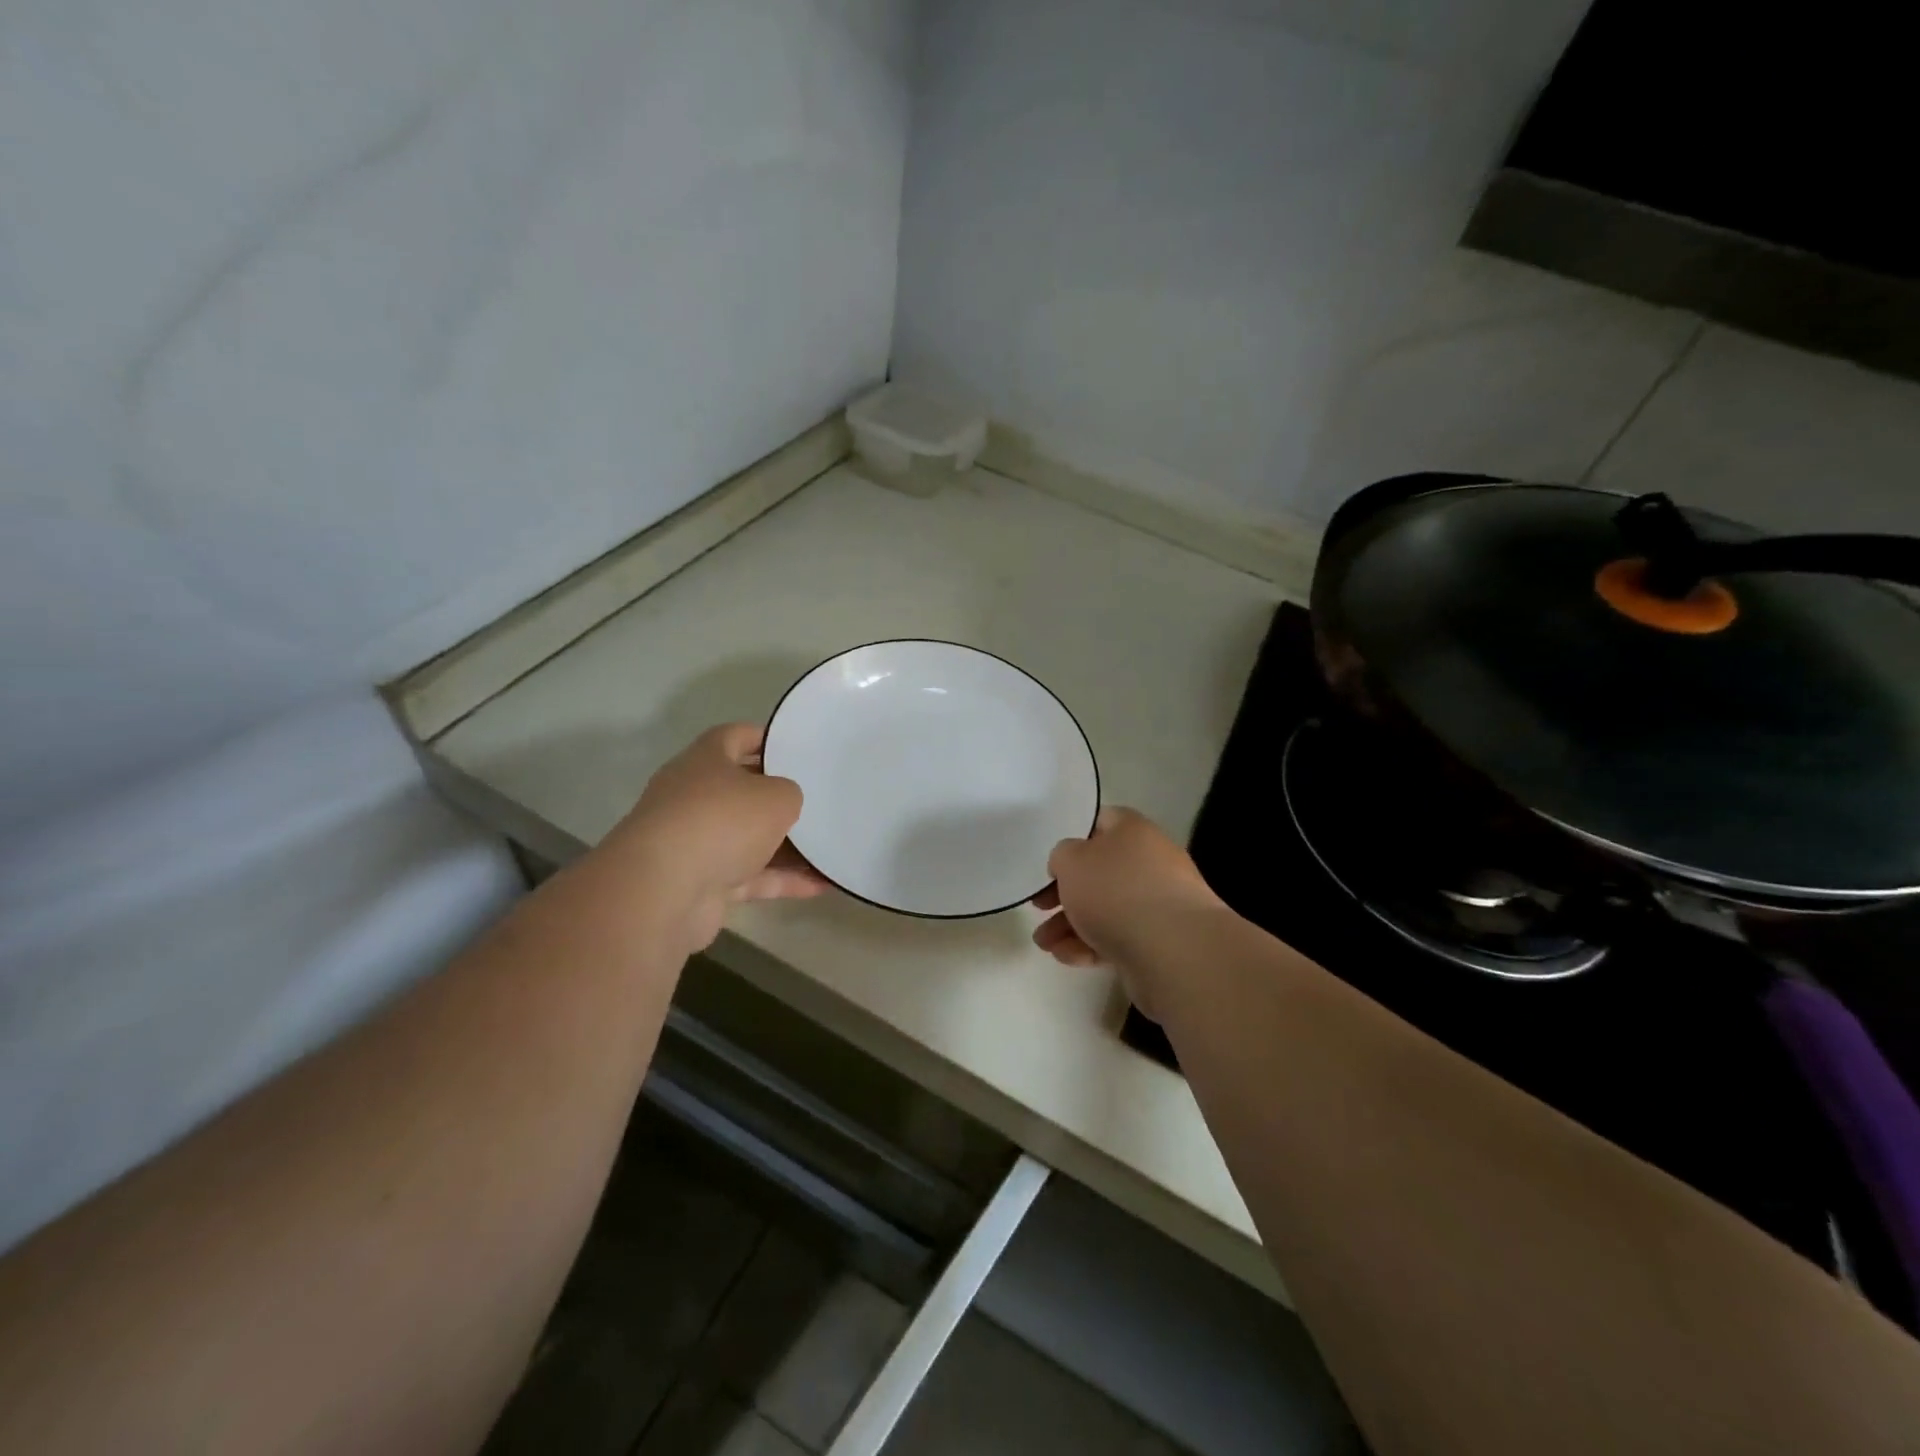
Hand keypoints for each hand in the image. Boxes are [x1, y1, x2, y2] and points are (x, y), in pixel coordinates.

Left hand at [613, 724, 827, 952]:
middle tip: (819, 798)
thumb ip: (789, 793)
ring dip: (786, 845)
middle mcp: (694, 797)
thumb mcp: (776, 796)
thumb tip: (784, 804)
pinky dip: (782, 880)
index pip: (735, 737)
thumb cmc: (723, 821)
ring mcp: (696, 842)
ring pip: (748, 838)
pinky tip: (820, 885)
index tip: (798, 747)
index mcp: (705, 761)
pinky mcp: (702, 883)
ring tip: (829, 847)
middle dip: (779, 797)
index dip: (766, 739)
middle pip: (742, 790)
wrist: (665, 890)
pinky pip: (751, 876)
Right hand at [1031, 807, 1224, 1013]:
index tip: (1051, 862)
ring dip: (1070, 925)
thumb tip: (1071, 864)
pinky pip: (1117, 938)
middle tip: (1039, 907)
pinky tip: (1067, 958)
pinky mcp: (1159, 941)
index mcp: (1133, 831)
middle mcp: (1150, 862)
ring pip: (1105, 909)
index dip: (1072, 838)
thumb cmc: (1116, 891)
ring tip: (1044, 943)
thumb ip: (1062, 856)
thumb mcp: (1071, 860)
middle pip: (1100, 871)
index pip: (1101, 822)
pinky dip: (1090, 945)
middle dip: (1065, 893)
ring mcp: (1158, 903)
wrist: (1173, 950)